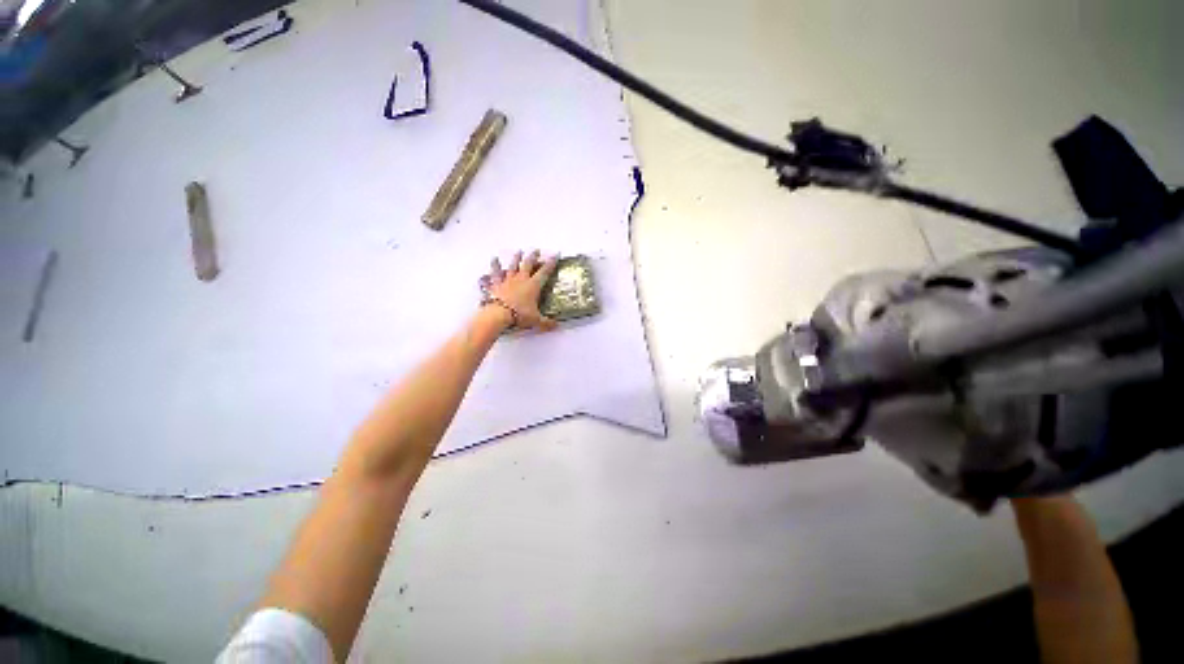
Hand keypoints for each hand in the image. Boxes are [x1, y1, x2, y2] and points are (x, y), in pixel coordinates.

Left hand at [480, 250, 558, 330]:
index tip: (555, 254)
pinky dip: (495, 265)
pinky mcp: (496, 284)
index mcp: (533, 285)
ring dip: (516, 258)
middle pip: (528, 264)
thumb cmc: (519, 315)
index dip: (551, 263)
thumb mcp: (536, 320)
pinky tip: (494, 259)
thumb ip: (546, 323)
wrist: (499, 314)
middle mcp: (521, 279)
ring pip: (513, 266)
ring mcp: (508, 280)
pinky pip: (496, 273)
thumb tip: (556, 326)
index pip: (545, 271)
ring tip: (519, 251)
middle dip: (533, 256)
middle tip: (536, 250)